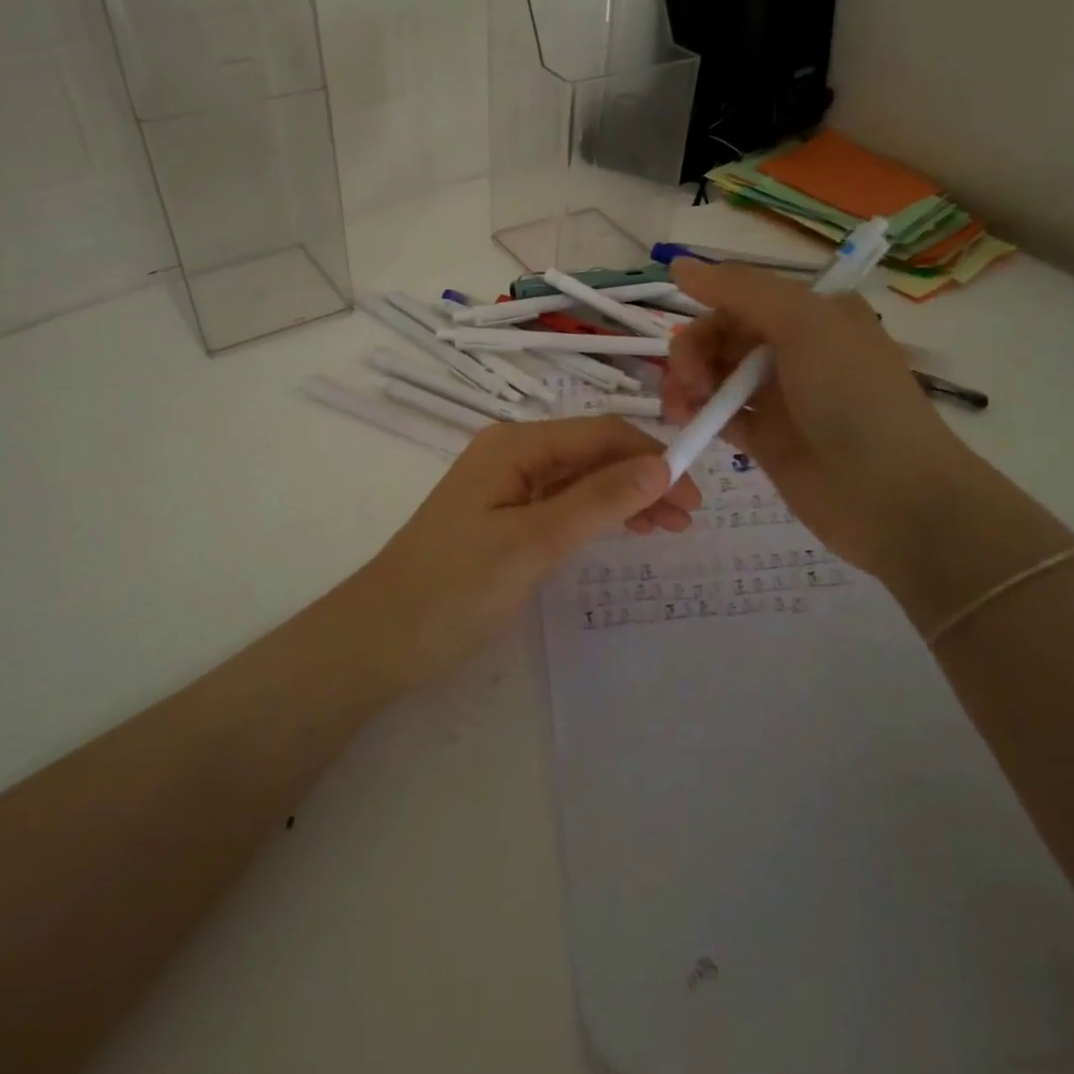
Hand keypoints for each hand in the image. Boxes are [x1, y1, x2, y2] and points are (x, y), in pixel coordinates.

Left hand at [351, 418, 701, 689]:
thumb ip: (599, 500)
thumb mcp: (535, 543)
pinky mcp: (500, 519)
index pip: (600, 434)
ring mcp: (504, 488)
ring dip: (624, 497)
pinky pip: (559, 504)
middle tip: (687, 520)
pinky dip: (596, 515)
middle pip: (591, 454)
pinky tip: (621, 530)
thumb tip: (662, 465)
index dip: (652, 457)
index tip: (694, 496)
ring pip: (579, 480)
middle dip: (643, 478)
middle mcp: (511, 454)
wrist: (379, 639)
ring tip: (666, 528)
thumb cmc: (456, 588)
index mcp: (515, 445)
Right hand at [661, 259, 974, 582]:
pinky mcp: (766, 438)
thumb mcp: (803, 323)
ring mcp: (780, 395)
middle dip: (694, 351)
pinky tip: (688, 421)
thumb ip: (740, 289)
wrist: (890, 495)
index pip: (742, 297)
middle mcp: (795, 348)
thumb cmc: (853, 396)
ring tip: (681, 406)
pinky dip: (700, 413)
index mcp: (812, 312)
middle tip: (688, 381)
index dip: (708, 308)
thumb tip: (679, 263)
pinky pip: (721, 414)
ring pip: (715, 374)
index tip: (683, 330)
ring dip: (690, 382)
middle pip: (722, 335)